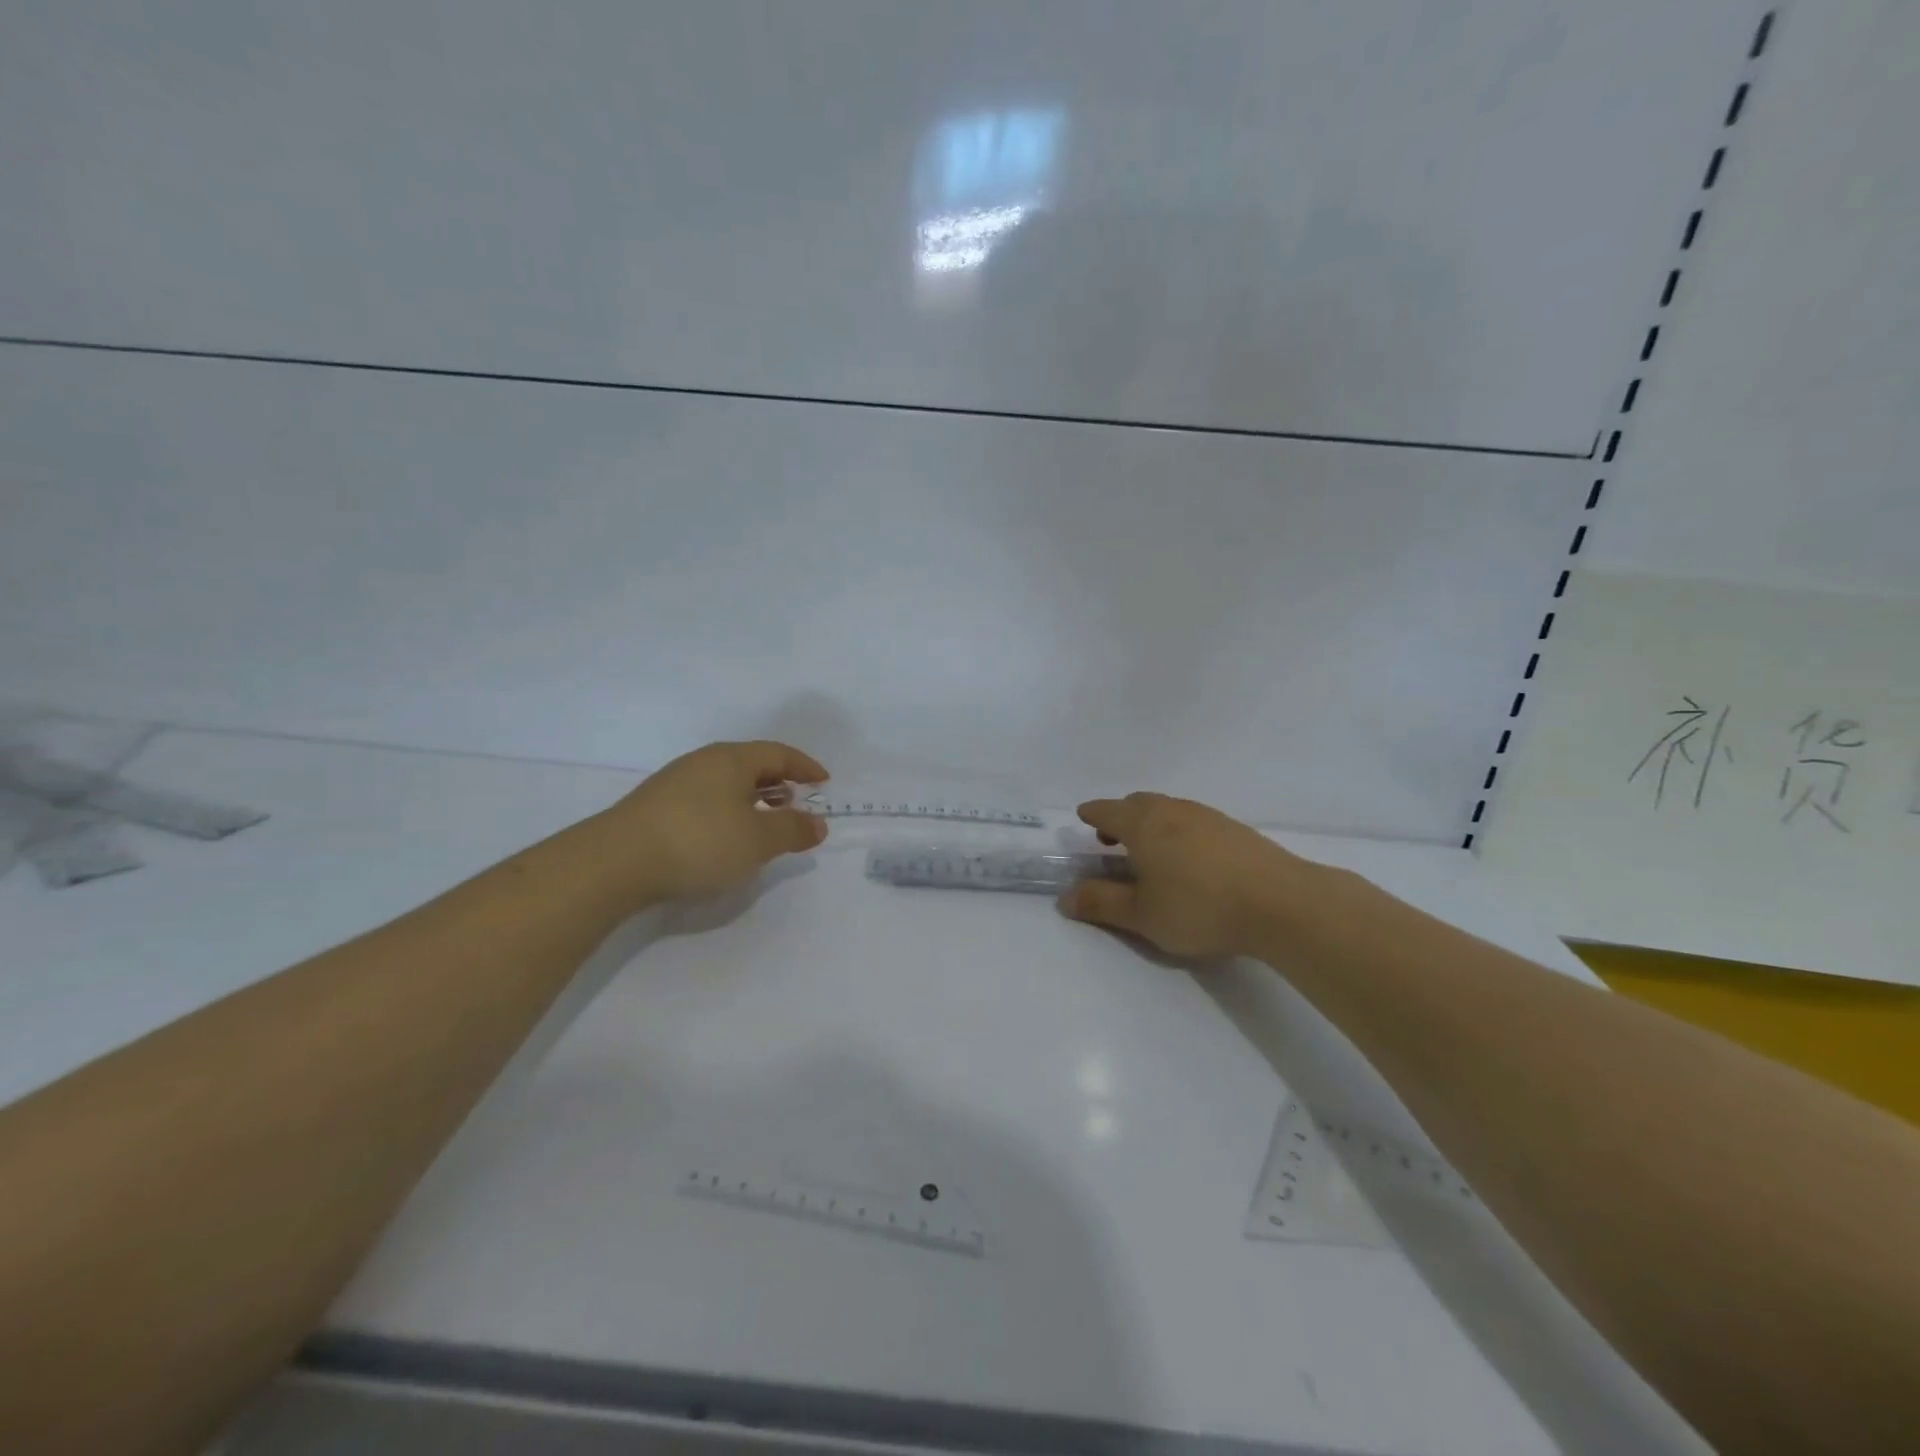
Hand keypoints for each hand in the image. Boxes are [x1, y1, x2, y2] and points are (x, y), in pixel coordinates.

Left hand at [600, 740, 828, 903]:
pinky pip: (706, 799)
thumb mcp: (757, 840)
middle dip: (778, 781)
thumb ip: (792, 830)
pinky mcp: (655, 807)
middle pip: (750, 764)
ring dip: (752, 798)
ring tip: (765, 821)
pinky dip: (728, 810)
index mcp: (732, 759)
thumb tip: (818, 823)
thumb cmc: (699, 842)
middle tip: (797, 801)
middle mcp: (703, 763)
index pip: (778, 753)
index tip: (824, 781)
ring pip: (726, 782)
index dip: (804, 766)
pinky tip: (725, 836)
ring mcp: (675, 783)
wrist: (614, 863)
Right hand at [1062, 792, 1312, 958]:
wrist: (1280, 903)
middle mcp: (1172, 810)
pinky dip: (1179, 831)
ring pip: (1168, 809)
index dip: (1092, 815)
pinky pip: (1193, 820)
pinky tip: (1190, 859)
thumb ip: (1101, 903)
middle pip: (1137, 803)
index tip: (1084, 819)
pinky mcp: (1235, 829)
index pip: (1106, 811)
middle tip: (1113, 841)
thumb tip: (1065, 897)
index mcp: (1142, 824)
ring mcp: (1207, 816)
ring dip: (1151, 823)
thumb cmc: (1199, 907)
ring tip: (1151, 852)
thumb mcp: (1141, 915)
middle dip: (1120, 817)